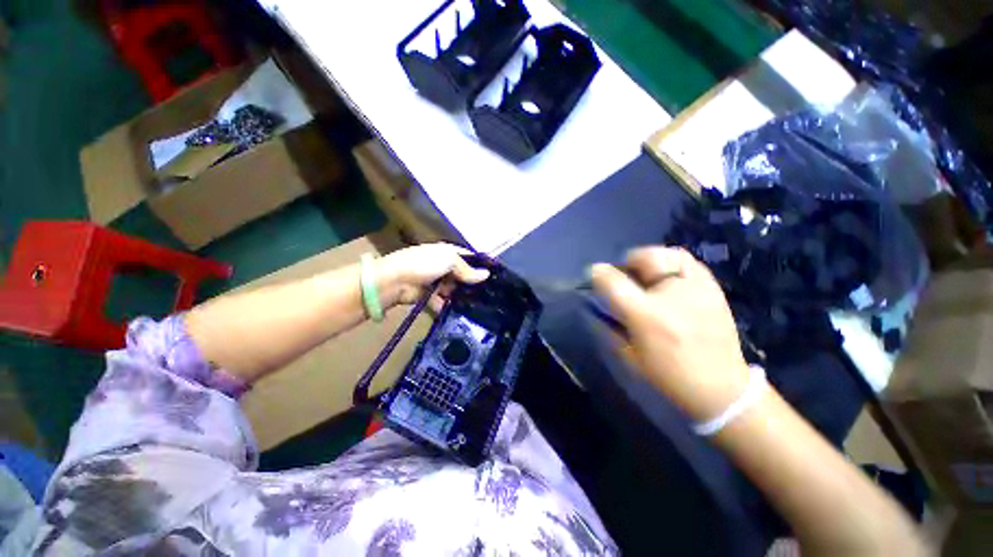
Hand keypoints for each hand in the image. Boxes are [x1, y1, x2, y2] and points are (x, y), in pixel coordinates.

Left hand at [378, 243, 489, 305]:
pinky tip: (463, 312)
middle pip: (463, 275)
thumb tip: (486, 275)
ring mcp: (437, 282)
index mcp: (447, 252)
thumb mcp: (448, 260)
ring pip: (455, 289)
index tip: (495, 276)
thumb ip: (467, 269)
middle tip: (490, 294)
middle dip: (473, 284)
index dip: (480, 265)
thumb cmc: (423, 264)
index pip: (468, 257)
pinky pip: (444, 301)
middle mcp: (443, 266)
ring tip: (481, 306)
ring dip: (463, 296)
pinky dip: (450, 306)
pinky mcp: (430, 296)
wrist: (395, 281)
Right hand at [590, 247, 749, 420]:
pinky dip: (671, 263)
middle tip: (625, 277)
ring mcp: (697, 288)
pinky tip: (668, 279)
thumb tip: (599, 302)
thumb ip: (610, 326)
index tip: (593, 274)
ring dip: (649, 260)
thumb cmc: (669, 375)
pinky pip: (688, 261)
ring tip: (646, 275)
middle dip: (627, 262)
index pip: (613, 281)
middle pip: (643, 257)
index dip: (598, 273)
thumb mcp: (629, 356)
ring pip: (667, 253)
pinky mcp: (714, 288)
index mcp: (647, 315)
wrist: (722, 389)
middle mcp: (672, 295)